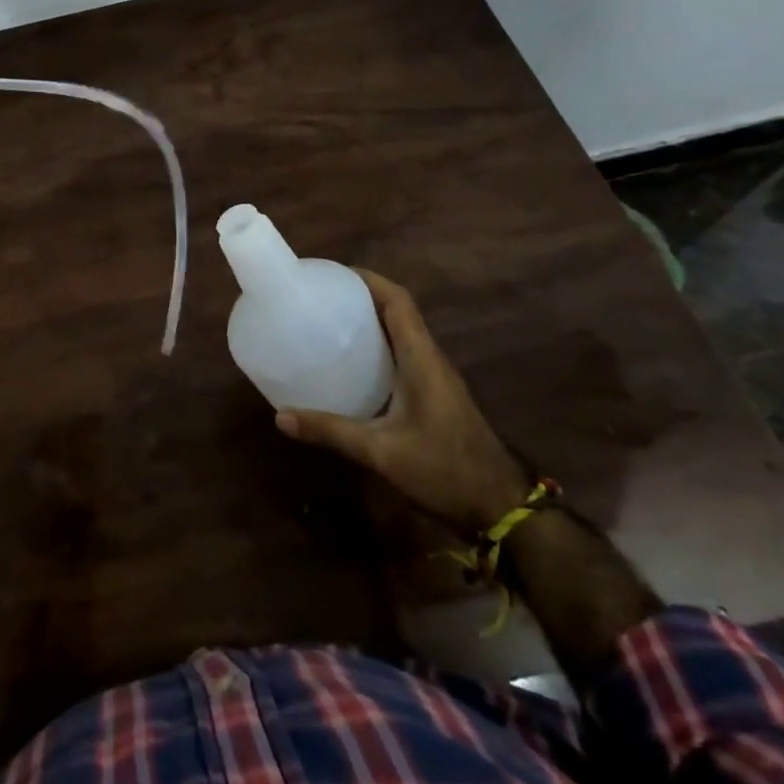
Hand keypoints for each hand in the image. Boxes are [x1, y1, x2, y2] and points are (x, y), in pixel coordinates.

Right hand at [275, 268, 530, 534]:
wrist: (503, 509)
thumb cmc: (445, 470)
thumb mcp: (381, 452)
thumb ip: (331, 432)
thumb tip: (280, 417)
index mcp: (421, 358)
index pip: (398, 301)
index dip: (368, 280)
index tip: (332, 274)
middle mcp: (431, 359)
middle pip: (399, 311)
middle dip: (362, 296)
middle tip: (321, 297)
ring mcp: (437, 378)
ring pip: (403, 333)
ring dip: (371, 320)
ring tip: (329, 321)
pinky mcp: (437, 395)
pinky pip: (405, 354)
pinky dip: (379, 346)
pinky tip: (353, 365)